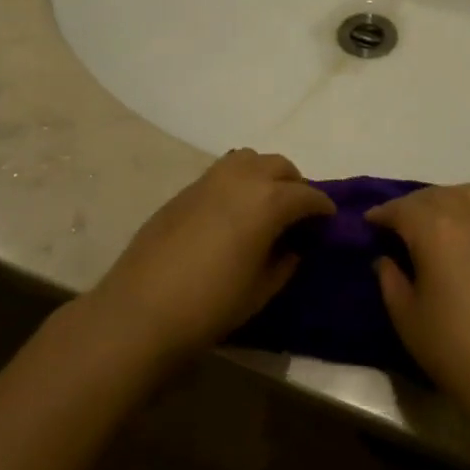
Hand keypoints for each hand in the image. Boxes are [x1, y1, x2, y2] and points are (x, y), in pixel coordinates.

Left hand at [86, 149, 333, 366]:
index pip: (307, 195)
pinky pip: (223, 172)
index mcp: (269, 200)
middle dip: (295, 185)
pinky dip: (238, 181)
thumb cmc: (211, 304)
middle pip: (280, 166)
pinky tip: (233, 211)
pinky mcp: (185, 189)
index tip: (328, 221)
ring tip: (265, 204)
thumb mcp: (262, 289)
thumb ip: (285, 261)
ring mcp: (209, 179)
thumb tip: (293, 245)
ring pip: (250, 159)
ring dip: (265, 175)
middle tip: (298, 214)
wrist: (141, 309)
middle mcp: (242, 178)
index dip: (322, 208)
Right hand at [367, 185, 469, 407]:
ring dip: (439, 200)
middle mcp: (466, 216)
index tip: (368, 222)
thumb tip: (384, 258)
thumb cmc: (452, 346)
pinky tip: (457, 229)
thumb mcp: (406, 316)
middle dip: (408, 205)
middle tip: (393, 225)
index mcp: (434, 230)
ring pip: (461, 193)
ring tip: (427, 221)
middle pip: (431, 196)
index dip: (381, 213)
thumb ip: (390, 279)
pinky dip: (464, 205)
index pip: (401, 209)